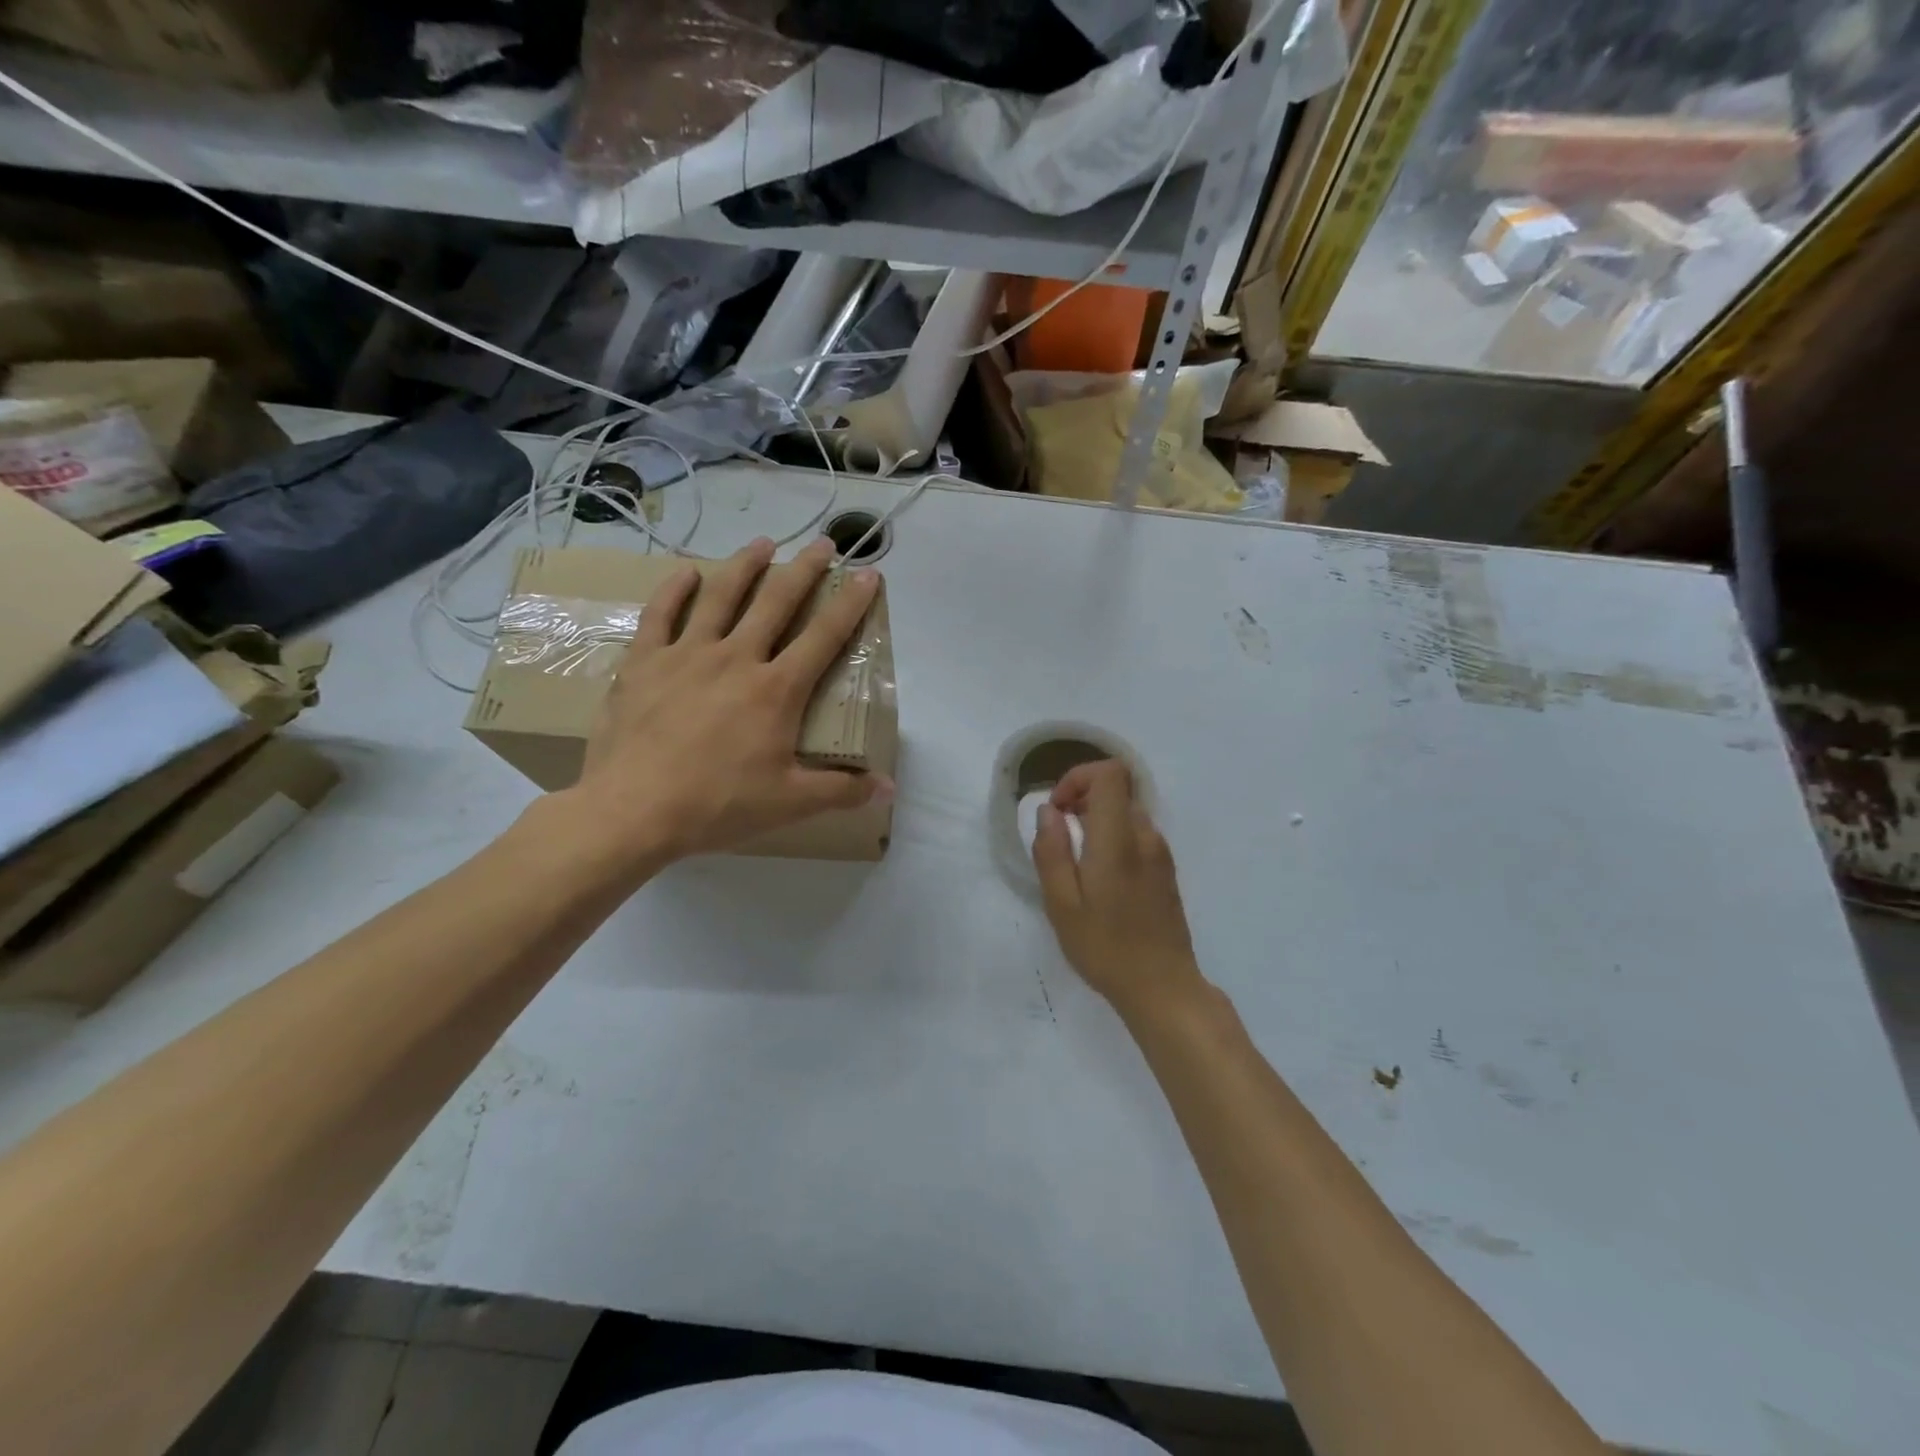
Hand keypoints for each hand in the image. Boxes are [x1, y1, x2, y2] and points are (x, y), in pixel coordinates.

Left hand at [560, 538, 890, 872]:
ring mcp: (687, 654)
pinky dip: (674, 590)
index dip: (851, 603)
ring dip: (745, 565)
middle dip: (804, 570)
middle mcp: (737, 658)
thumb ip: (842, 791)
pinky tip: (685, 572)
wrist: (633, 809)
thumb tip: (888, 788)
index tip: (868, 575)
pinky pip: (660, 615)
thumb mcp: (790, 802)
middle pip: (776, 601)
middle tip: (823, 544)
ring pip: (721, 596)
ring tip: (763, 543)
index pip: (825, 636)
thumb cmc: (718, 804)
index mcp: (777, 689)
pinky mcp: (645, 662)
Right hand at [1032, 759, 1206, 1018]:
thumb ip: (1052, 851)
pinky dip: (1112, 837)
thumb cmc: (1106, 949)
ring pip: (1126, 811)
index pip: (1110, 774)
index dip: (1078, 778)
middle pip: (1117, 789)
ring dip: (1097, 820)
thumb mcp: (1062, 905)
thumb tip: (1048, 811)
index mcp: (1118, 841)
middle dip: (1082, 799)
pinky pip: (1136, 833)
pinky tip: (1099, 878)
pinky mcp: (1165, 869)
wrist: (1163, 988)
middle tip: (1059, 837)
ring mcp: (1160, 852)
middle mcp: (1145, 837)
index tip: (1057, 810)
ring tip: (1076, 862)